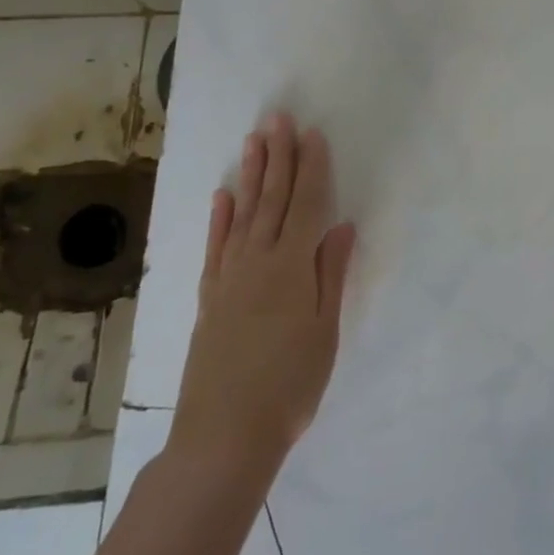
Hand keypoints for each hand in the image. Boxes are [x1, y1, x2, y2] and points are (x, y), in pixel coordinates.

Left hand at [169, 112, 355, 498]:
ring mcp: (229, 278)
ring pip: (243, 214)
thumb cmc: (290, 384)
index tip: (313, 134)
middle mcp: (257, 262)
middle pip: (272, 200)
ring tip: (255, 141)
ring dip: (252, 175)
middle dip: (279, 157)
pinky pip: (216, 246)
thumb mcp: (325, 330)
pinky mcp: (210, 298)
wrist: (224, 436)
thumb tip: (342, 226)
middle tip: (278, 118)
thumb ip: (331, 273)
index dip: (312, 168)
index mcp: (292, 267)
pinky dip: (220, 218)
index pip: (306, 205)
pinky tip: (223, 195)